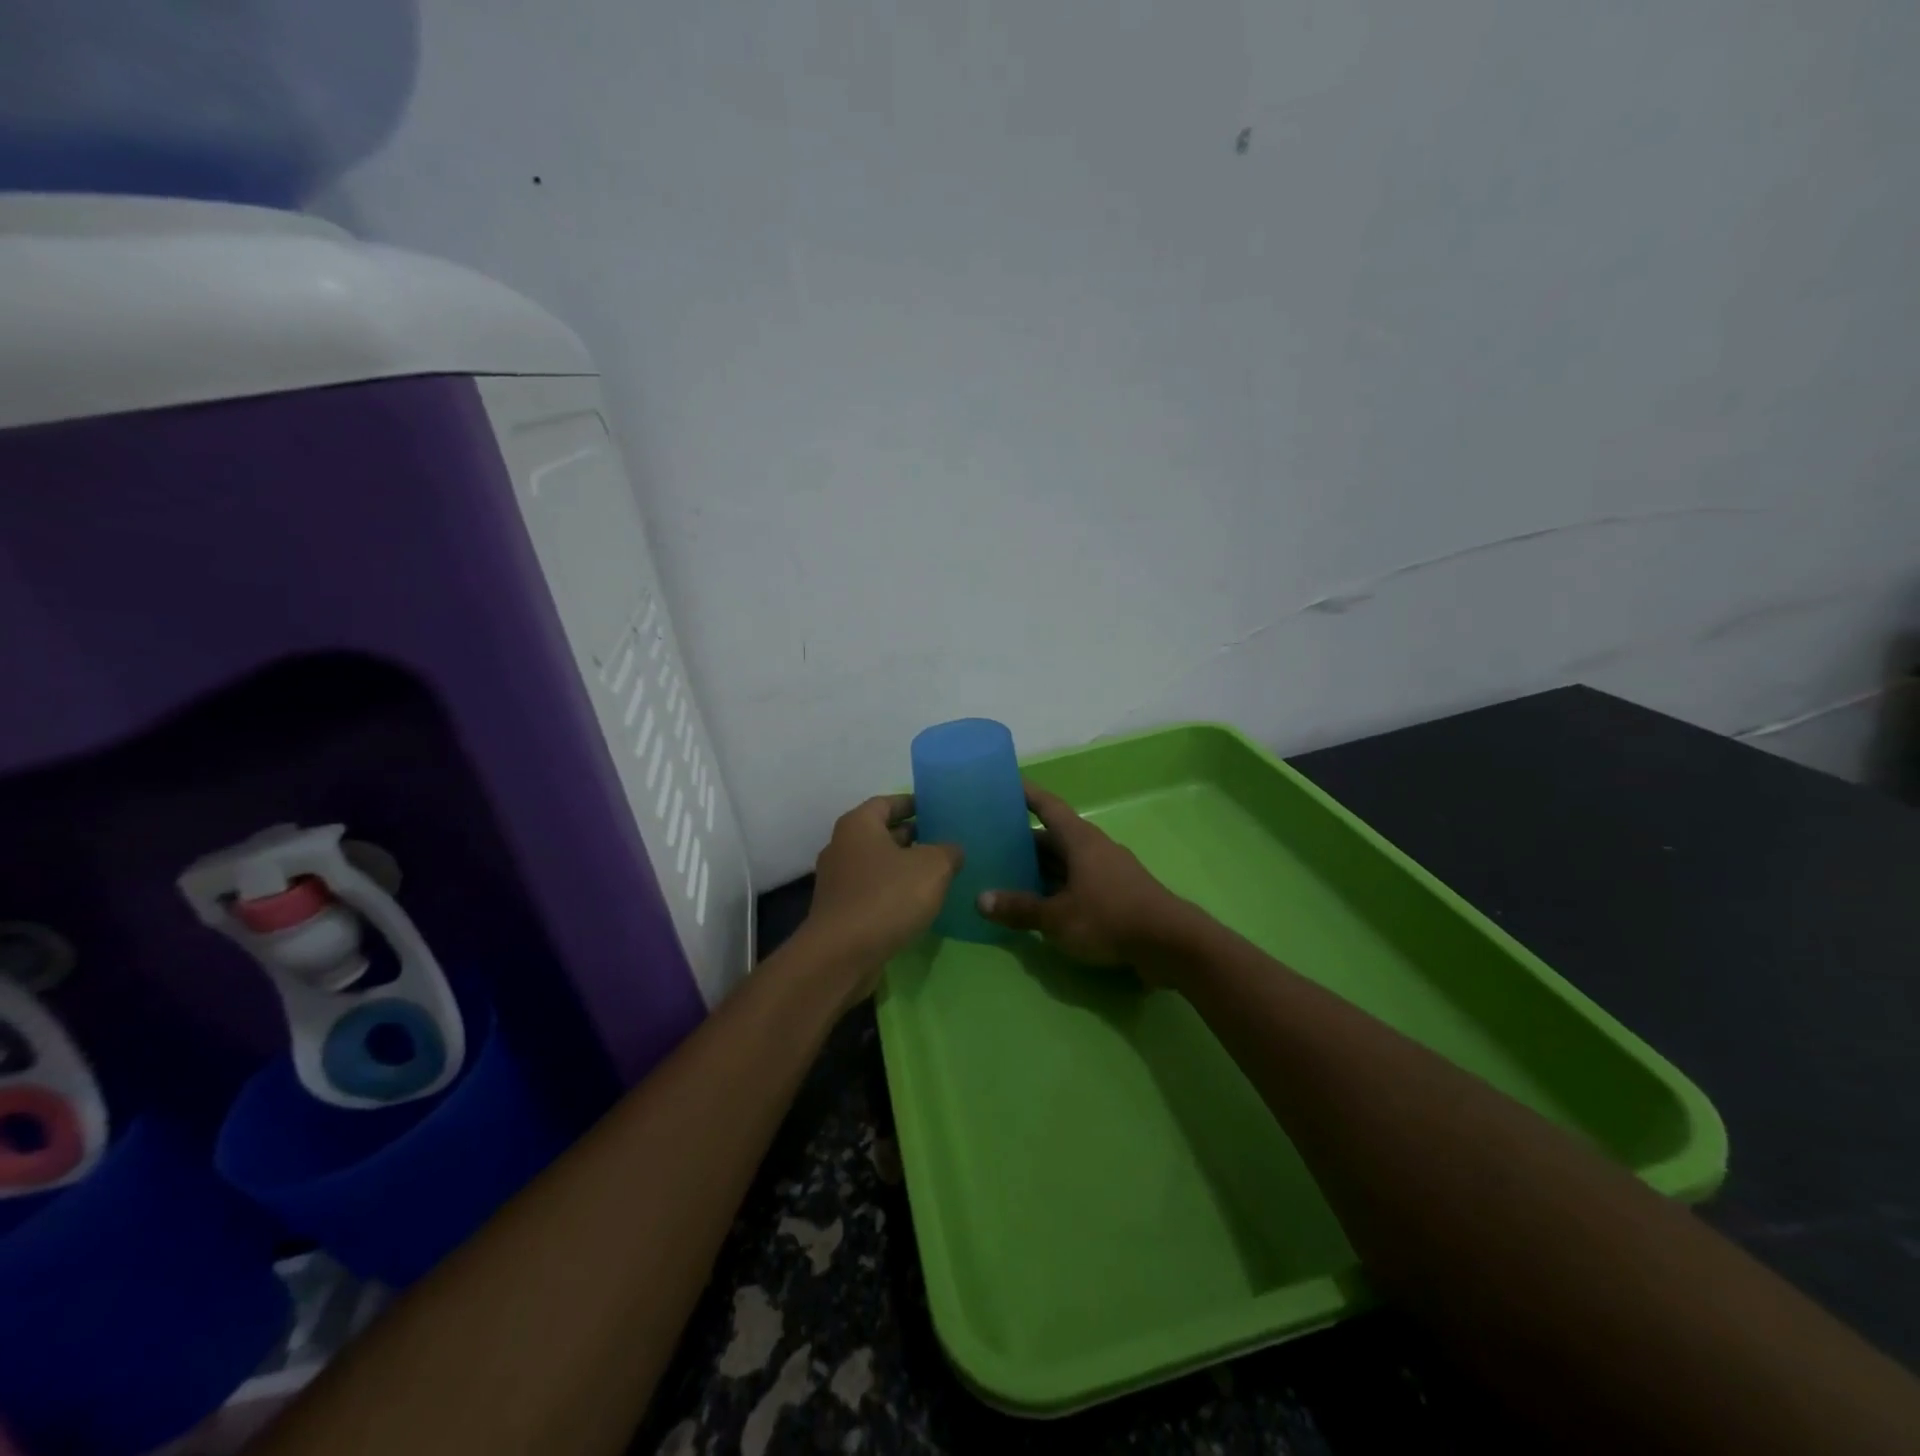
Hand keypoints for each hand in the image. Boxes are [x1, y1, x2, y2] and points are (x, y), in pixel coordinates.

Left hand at [802, 794, 962, 996]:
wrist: (842, 955)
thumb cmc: (887, 897)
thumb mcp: (933, 867)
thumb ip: (948, 852)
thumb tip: (952, 850)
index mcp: (858, 825)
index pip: (887, 802)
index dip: (913, 804)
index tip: (936, 809)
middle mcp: (842, 846)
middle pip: (881, 833)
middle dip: (912, 836)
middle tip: (944, 842)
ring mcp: (837, 881)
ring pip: (877, 865)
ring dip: (903, 867)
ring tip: (938, 874)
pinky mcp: (840, 911)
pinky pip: (872, 892)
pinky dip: (893, 892)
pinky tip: (917, 905)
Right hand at [975, 784, 1192, 978]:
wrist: (1170, 944)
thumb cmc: (1109, 917)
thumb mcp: (1057, 917)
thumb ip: (1020, 908)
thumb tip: (980, 900)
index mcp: (1079, 840)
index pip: (1048, 806)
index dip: (1027, 794)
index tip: (1006, 783)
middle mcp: (1094, 848)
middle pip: (1054, 837)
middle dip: (1025, 840)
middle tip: (992, 843)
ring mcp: (1108, 871)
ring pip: (1066, 862)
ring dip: (1041, 868)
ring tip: (1008, 875)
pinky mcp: (1117, 895)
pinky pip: (1078, 882)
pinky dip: (1057, 888)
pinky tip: (1040, 904)